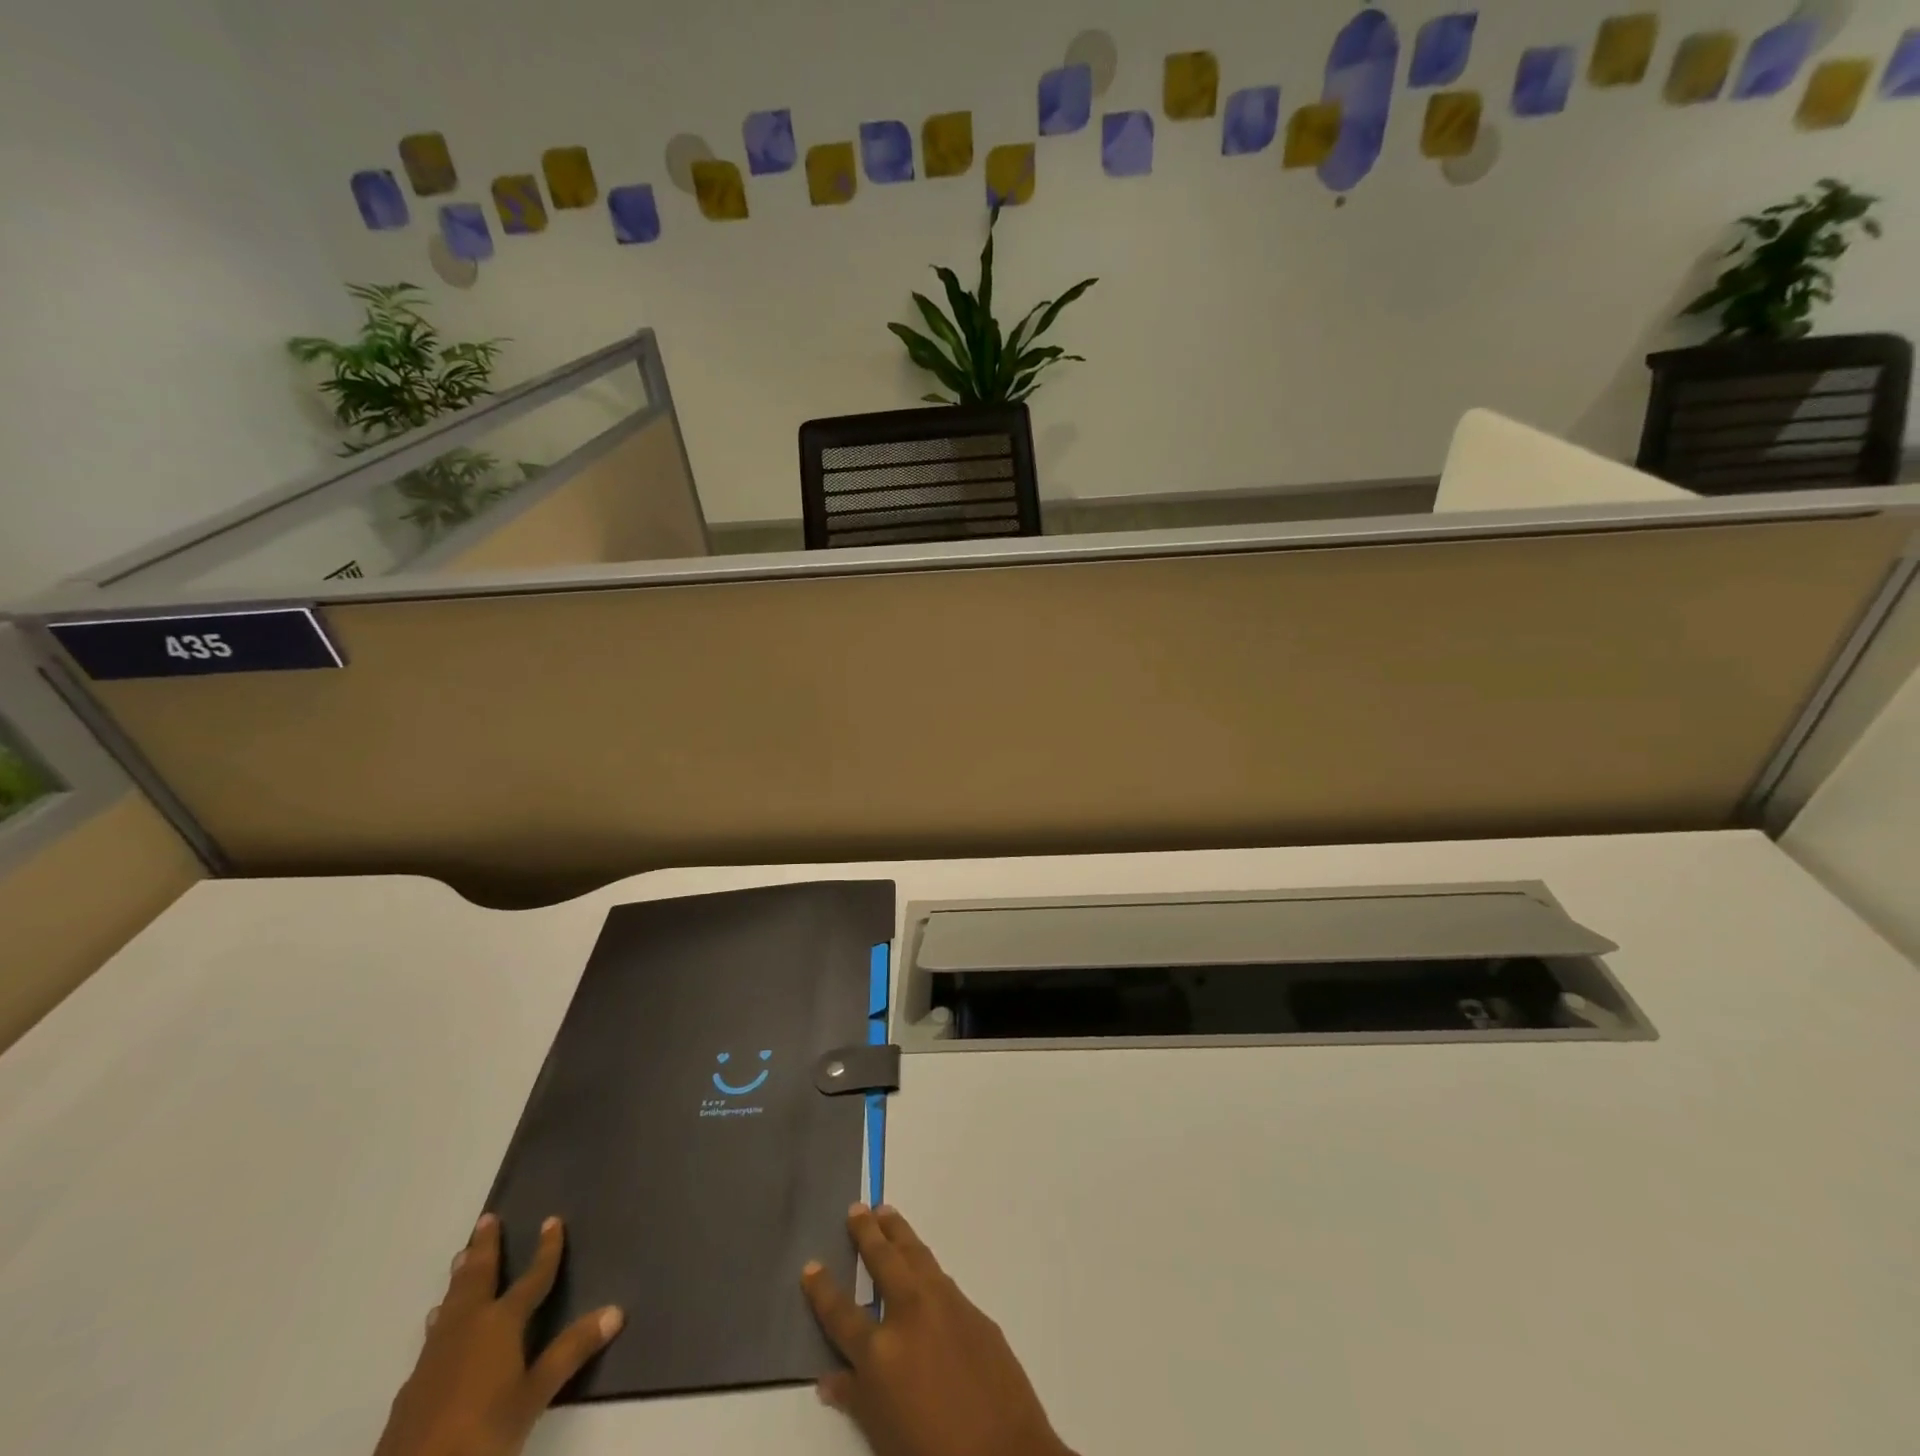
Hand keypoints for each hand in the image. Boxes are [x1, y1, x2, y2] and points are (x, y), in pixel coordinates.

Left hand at [373, 1214, 623, 1455]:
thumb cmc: (482, 1433)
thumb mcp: (534, 1396)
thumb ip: (570, 1352)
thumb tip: (616, 1310)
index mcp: (500, 1323)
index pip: (531, 1278)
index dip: (546, 1250)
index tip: (552, 1220)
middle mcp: (467, 1328)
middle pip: (477, 1278)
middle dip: (485, 1248)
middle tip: (486, 1219)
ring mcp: (434, 1356)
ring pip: (451, 1302)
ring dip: (460, 1278)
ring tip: (461, 1257)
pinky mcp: (413, 1385)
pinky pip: (434, 1334)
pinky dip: (443, 1316)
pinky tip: (438, 1325)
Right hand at [802, 1204, 1072, 1455]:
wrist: (1004, 1451)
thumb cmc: (932, 1451)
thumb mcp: (881, 1434)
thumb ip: (855, 1398)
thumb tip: (828, 1378)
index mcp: (880, 1350)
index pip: (841, 1313)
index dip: (823, 1290)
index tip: (810, 1265)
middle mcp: (910, 1313)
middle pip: (883, 1261)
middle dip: (866, 1233)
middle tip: (857, 1208)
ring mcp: (945, 1304)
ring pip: (915, 1254)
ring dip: (898, 1232)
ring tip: (886, 1212)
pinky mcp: (972, 1308)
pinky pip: (941, 1277)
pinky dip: (925, 1263)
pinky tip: (921, 1264)